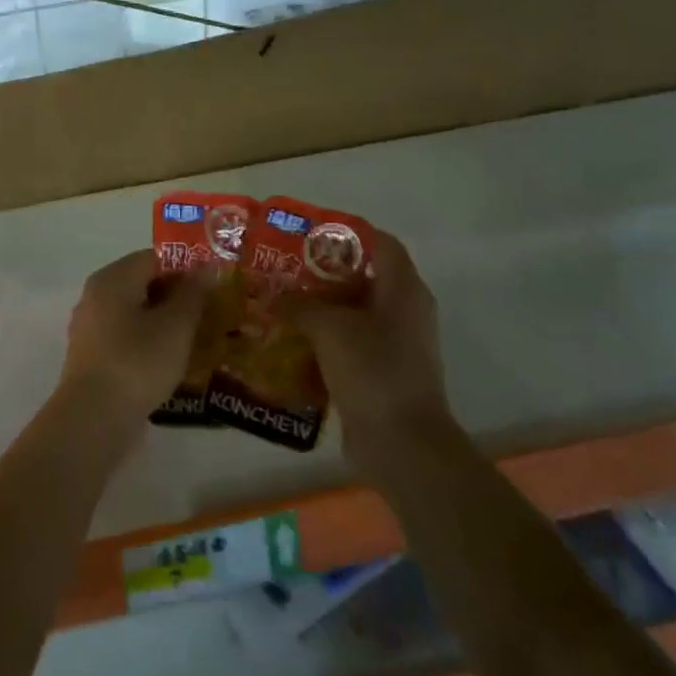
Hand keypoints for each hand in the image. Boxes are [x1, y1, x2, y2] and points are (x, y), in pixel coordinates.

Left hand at [57, 250, 211, 433]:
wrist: (94, 418)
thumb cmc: (138, 361)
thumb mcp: (176, 325)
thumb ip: (193, 292)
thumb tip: (206, 265)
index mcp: (113, 278)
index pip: (154, 258)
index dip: (187, 268)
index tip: (214, 286)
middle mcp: (96, 296)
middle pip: (143, 284)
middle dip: (177, 296)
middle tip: (211, 312)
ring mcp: (90, 327)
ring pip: (135, 313)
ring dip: (165, 321)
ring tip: (197, 337)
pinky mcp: (92, 357)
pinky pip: (126, 338)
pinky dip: (149, 342)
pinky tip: (172, 360)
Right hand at [280, 230, 448, 452]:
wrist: (401, 443)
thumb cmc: (373, 370)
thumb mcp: (330, 328)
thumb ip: (299, 305)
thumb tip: (271, 296)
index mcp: (404, 290)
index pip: (381, 243)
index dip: (348, 233)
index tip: (309, 234)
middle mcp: (403, 311)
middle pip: (361, 277)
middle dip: (322, 272)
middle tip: (282, 268)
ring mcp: (393, 344)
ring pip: (351, 313)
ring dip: (317, 308)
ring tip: (277, 302)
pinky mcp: (378, 372)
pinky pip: (347, 344)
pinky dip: (321, 339)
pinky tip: (288, 340)